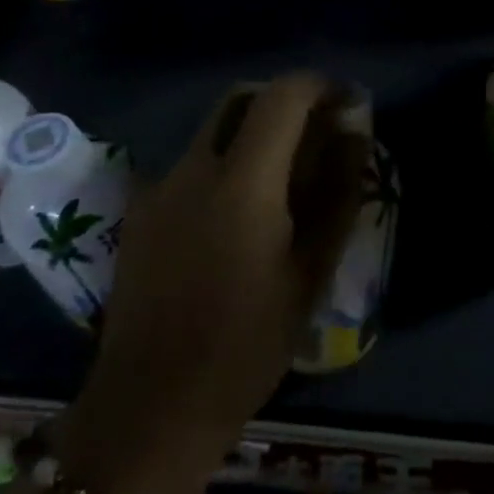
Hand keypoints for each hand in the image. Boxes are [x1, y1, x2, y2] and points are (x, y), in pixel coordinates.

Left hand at [57, 74, 369, 493]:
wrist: (150, 407)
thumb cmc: (246, 344)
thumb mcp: (310, 272)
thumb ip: (337, 193)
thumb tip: (354, 136)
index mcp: (242, 179)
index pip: (283, 95)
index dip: (321, 86)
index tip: (347, 105)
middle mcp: (193, 166)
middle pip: (241, 99)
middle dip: (284, 102)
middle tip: (316, 135)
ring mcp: (158, 186)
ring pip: (212, 130)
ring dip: (252, 133)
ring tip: (282, 178)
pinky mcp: (139, 210)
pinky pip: (189, 164)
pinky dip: (222, 163)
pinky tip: (236, 213)